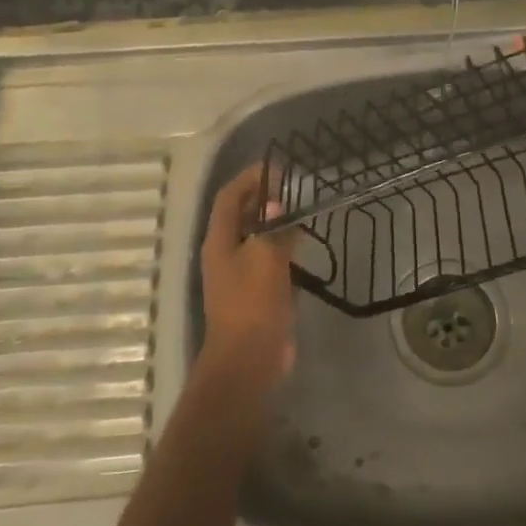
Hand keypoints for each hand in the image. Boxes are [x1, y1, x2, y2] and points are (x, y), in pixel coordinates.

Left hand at [199, 164, 299, 390]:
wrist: (250, 359)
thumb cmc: (253, 302)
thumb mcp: (266, 257)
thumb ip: (274, 228)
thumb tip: (279, 206)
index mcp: (220, 241)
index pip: (230, 197)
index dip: (249, 178)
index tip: (276, 167)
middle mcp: (226, 253)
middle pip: (243, 215)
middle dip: (264, 197)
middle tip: (294, 186)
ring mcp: (242, 275)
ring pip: (258, 238)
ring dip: (276, 222)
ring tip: (303, 209)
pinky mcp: (259, 293)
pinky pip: (271, 261)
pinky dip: (285, 248)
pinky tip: (305, 244)